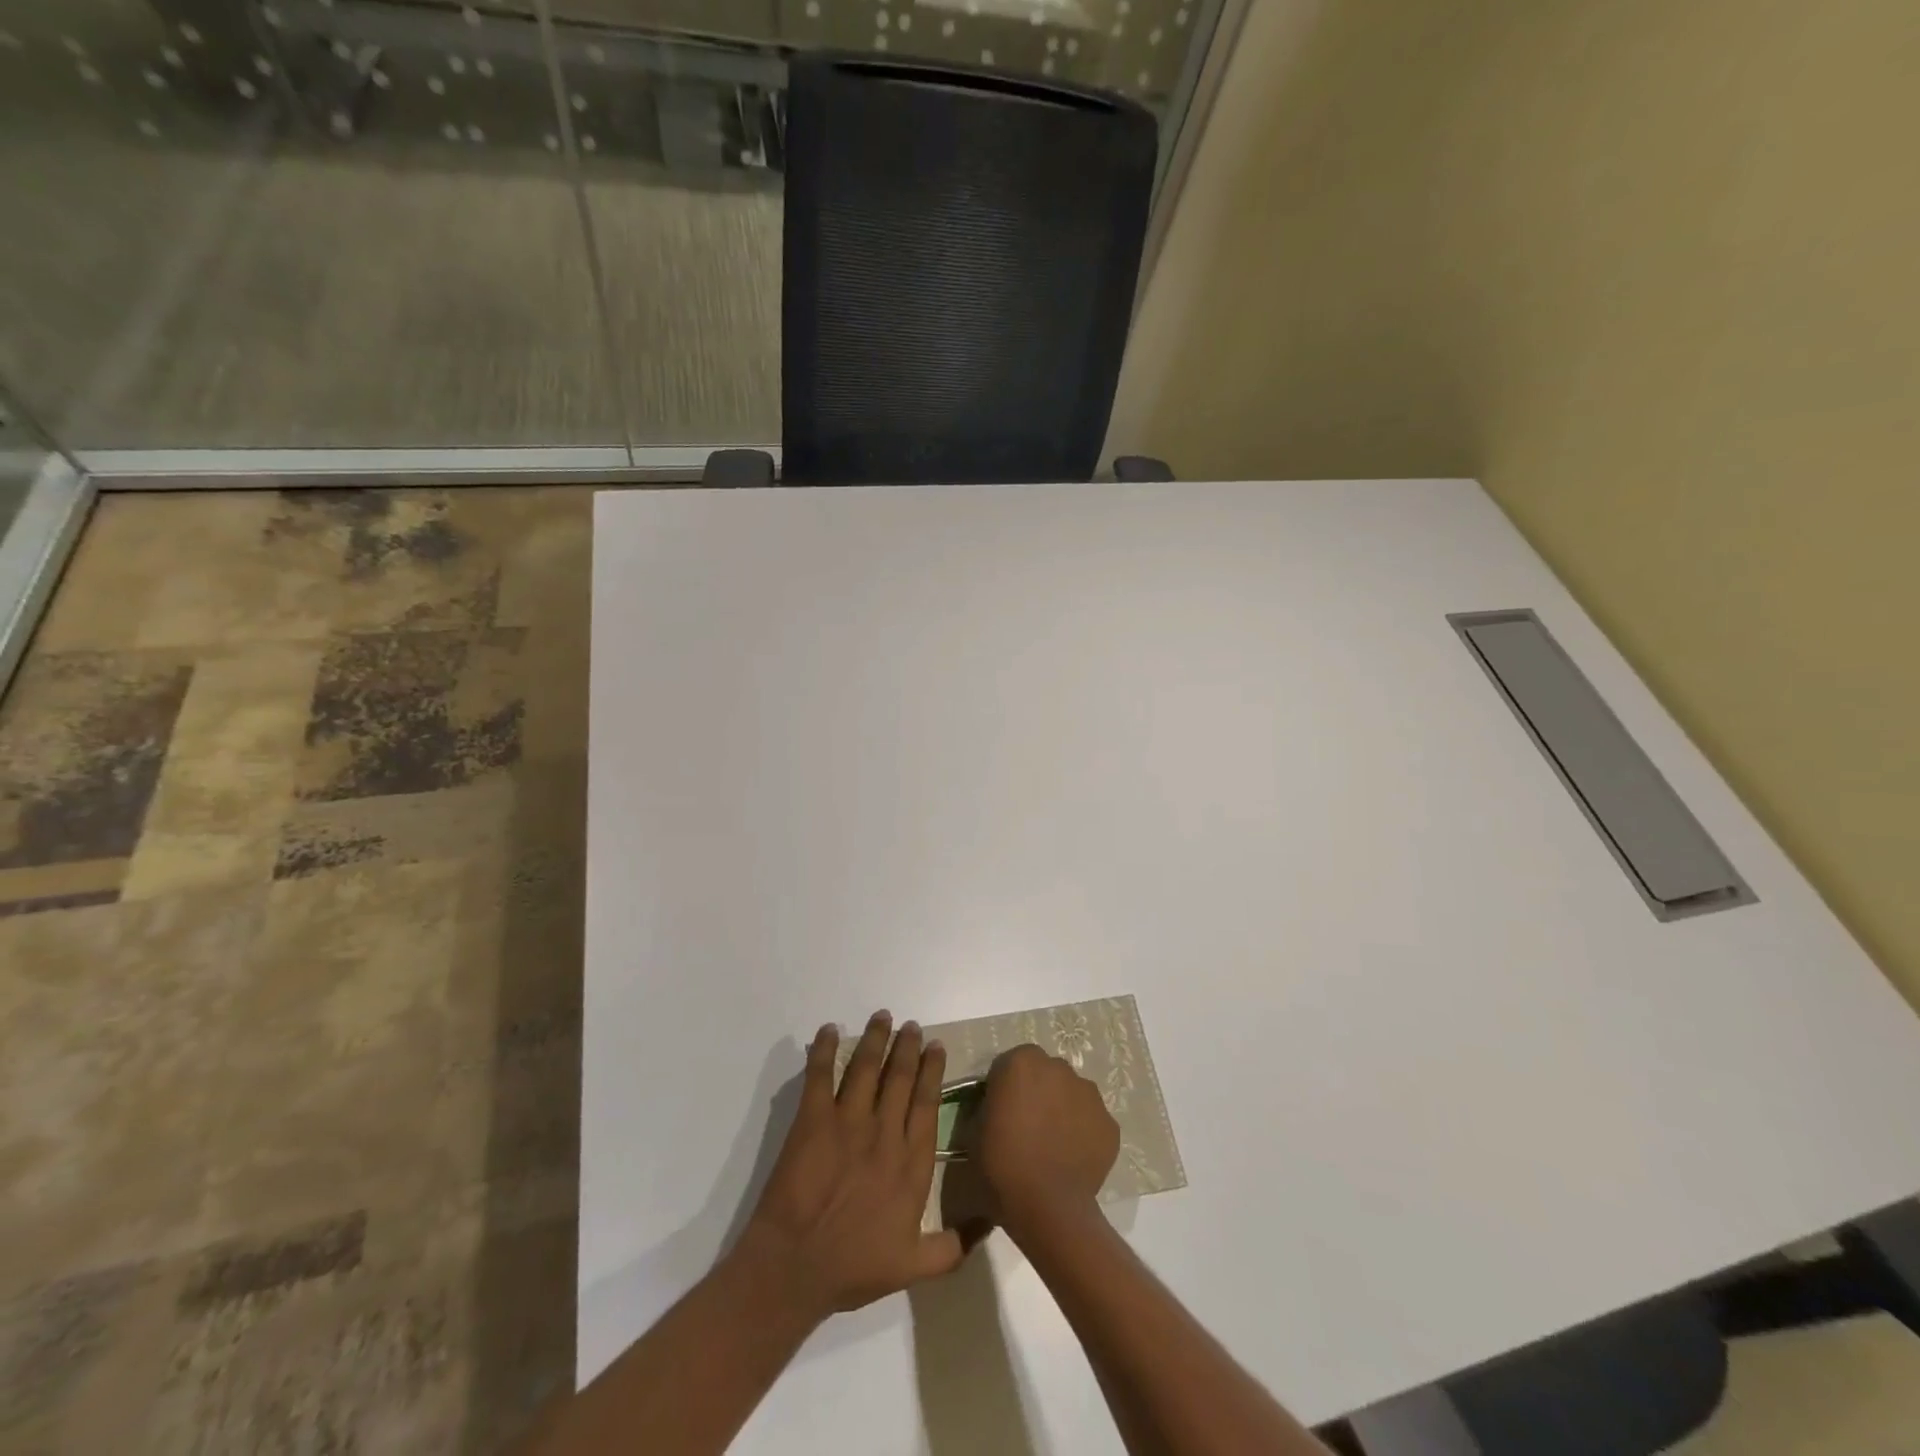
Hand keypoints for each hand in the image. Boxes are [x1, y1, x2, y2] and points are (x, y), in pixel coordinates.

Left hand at [736, 1011, 964, 1322]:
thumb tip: (991, 1222)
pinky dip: (825, 1050)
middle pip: (900, 1078)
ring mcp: (848, 1122)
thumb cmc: (854, 1267)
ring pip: (866, 1068)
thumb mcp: (914, 1267)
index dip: (932, 1071)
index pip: (926, 1103)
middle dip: (907, 1047)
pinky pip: (820, 1075)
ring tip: (883, 1017)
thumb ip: (953, 1245)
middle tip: (911, 1026)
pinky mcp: (813, 1120)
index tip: (936, 1046)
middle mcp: (885, 1133)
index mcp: (911, 1163)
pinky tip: (829, 1030)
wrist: (796, 1267)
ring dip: (876, 1039)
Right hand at [976, 1045, 1119, 1240]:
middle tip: (1026, 1126)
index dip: (1004, 1088)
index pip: (1010, 1065)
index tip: (1000, 1112)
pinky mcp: (1110, 1123)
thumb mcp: (974, 1131)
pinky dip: (1083, 1133)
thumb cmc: (1002, 1166)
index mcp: (1021, 1063)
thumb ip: (987, 1107)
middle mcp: (1059, 1067)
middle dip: (1037, 1092)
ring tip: (1052, 1145)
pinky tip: (1072, 1159)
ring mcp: (1089, 1094)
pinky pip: (1091, 1121)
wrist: (1048, 1207)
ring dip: (1062, 1109)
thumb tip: (997, 1108)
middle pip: (1044, 1074)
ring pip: (1071, 1094)